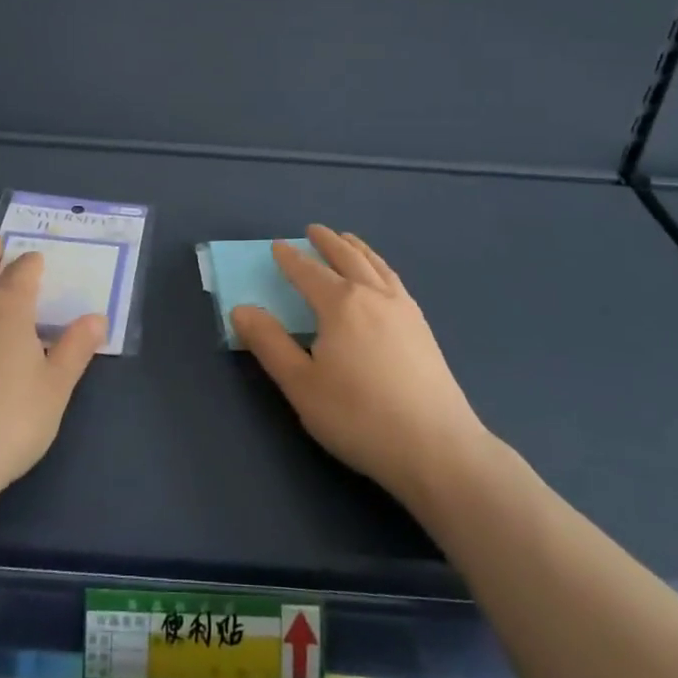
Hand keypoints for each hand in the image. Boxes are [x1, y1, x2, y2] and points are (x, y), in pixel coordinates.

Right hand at [231, 225, 492, 514]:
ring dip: (357, 248)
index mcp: (341, 304)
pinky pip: (395, 280)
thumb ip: (269, 344)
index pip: (308, 272)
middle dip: (327, 242)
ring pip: (376, 265)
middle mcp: (373, 295)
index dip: (290, 259)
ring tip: (348, 240)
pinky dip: (380, 266)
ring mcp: (404, 309)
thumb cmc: (359, 416)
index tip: (277, 246)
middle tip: (313, 230)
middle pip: (347, 257)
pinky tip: (382, 278)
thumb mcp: (301, 384)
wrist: (436, 448)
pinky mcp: (423, 328)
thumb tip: (241, 309)